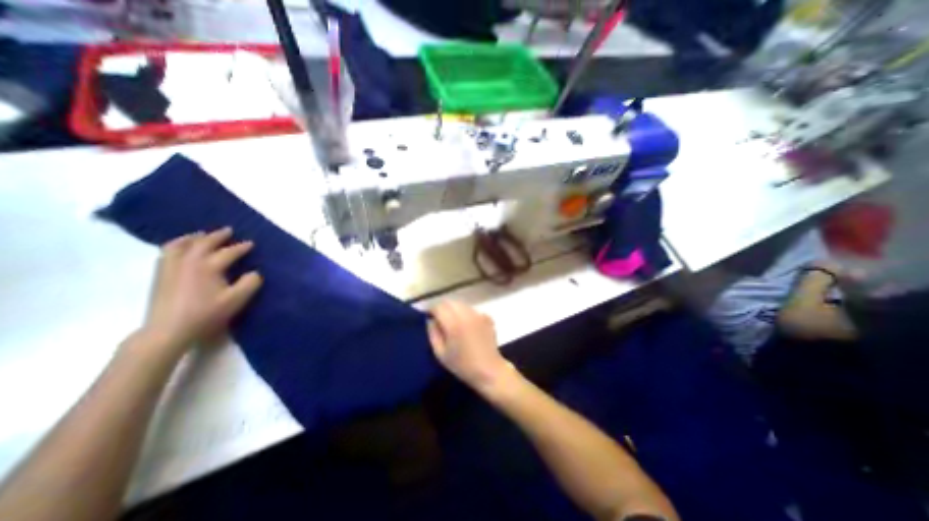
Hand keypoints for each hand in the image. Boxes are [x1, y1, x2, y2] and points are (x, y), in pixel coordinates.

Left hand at [142, 225, 262, 353]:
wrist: (168, 330)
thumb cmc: (206, 313)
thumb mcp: (236, 300)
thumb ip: (250, 283)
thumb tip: (255, 272)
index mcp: (208, 266)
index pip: (228, 252)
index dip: (241, 247)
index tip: (251, 243)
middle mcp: (188, 262)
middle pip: (203, 243)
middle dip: (217, 236)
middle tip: (228, 231)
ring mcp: (171, 268)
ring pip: (180, 245)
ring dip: (193, 238)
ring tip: (201, 235)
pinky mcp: (160, 276)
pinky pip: (167, 253)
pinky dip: (177, 246)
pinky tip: (180, 249)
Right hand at [425, 303, 511, 393]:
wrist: (489, 370)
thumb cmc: (462, 365)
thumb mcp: (441, 354)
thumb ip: (433, 334)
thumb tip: (431, 320)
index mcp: (453, 324)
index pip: (439, 307)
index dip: (432, 310)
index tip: (429, 317)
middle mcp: (466, 315)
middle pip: (450, 302)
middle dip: (442, 308)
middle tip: (439, 319)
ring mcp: (478, 315)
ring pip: (461, 304)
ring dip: (454, 309)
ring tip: (453, 322)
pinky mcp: (486, 317)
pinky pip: (472, 310)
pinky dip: (466, 314)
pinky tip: (466, 326)